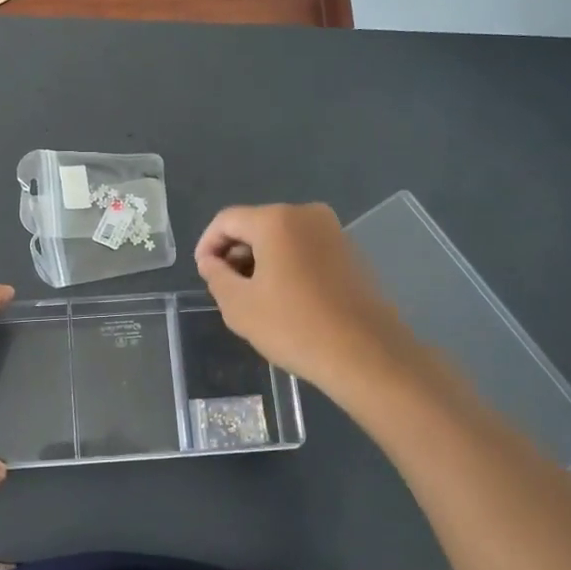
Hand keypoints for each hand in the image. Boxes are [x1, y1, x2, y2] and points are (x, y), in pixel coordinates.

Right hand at [195, 203, 469, 415]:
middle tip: (226, 288)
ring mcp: (334, 232)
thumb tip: (212, 261)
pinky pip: (306, 249)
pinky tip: (286, 299)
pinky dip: (288, 265)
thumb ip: (216, 275)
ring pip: (282, 237)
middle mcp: (306, 214)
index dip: (207, 244)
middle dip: (236, 252)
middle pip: (256, 225)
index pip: (227, 220)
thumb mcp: (239, 305)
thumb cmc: (295, 327)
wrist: (367, 355)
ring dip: (262, 260)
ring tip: (255, 297)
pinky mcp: (351, 252)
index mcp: (276, 220)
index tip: (203, 274)